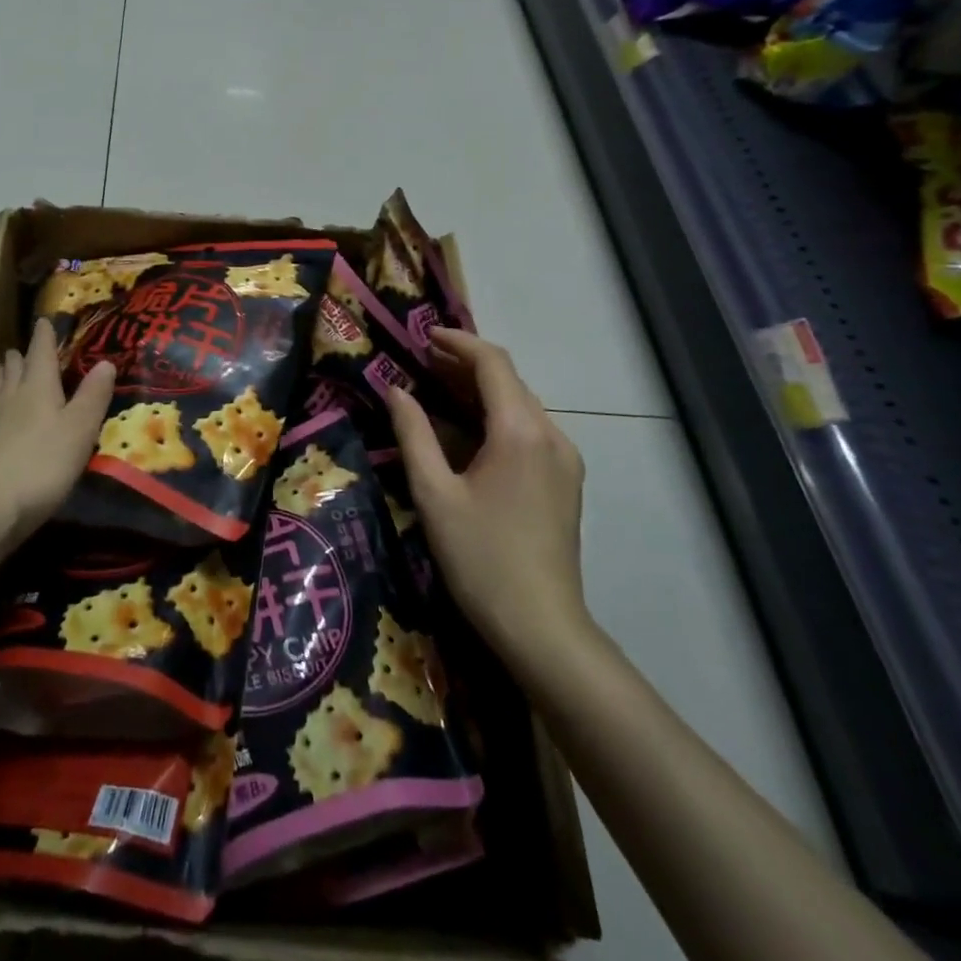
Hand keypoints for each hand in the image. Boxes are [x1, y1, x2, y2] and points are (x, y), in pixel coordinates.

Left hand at [0, 317, 115, 550]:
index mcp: (37, 387)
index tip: (44, 320)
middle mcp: (10, 398)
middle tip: (27, 349)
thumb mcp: (79, 430)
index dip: (45, 336)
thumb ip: (93, 396)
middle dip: (21, 355)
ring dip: (3, 376)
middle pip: (13, 368)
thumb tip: (106, 361)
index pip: (41, 352)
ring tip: (6, 370)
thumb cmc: (41, 465)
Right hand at [386, 328, 588, 672]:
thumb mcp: (434, 493)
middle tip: (419, 362)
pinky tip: (466, 432)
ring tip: (435, 389)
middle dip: (464, 366)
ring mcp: (564, 459)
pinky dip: (495, 417)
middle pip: (508, 381)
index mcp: (520, 431)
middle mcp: (551, 435)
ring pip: (520, 405)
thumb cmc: (480, 557)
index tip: (423, 335)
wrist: (541, 626)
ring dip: (479, 391)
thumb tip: (394, 390)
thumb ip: (413, 434)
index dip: (457, 342)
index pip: (492, 363)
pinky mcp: (565, 481)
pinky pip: (529, 430)